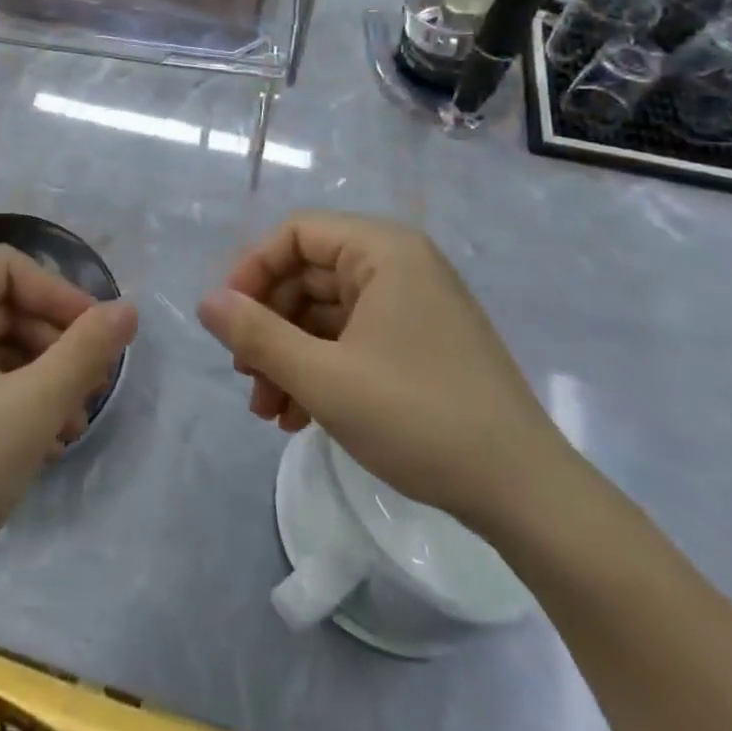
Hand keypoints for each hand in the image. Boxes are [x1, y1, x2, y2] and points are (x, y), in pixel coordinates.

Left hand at [0, 246, 136, 597]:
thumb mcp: (31, 408)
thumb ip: (85, 351)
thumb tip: (129, 309)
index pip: (8, 268)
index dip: (61, 296)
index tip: (103, 338)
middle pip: (0, 304)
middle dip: (53, 343)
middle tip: (93, 387)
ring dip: (38, 375)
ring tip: (73, 422)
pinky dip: (9, 395)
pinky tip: (44, 438)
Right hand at [197, 213, 562, 528]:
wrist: (526, 495)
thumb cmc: (419, 418)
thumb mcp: (324, 378)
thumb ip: (256, 335)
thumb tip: (205, 302)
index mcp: (383, 251)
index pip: (295, 234)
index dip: (251, 271)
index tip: (227, 321)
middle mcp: (398, 266)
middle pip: (307, 276)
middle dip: (268, 328)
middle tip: (244, 379)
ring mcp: (411, 306)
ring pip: (324, 314)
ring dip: (288, 357)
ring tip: (267, 412)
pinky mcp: (418, 344)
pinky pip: (351, 340)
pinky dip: (320, 370)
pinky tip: (298, 418)